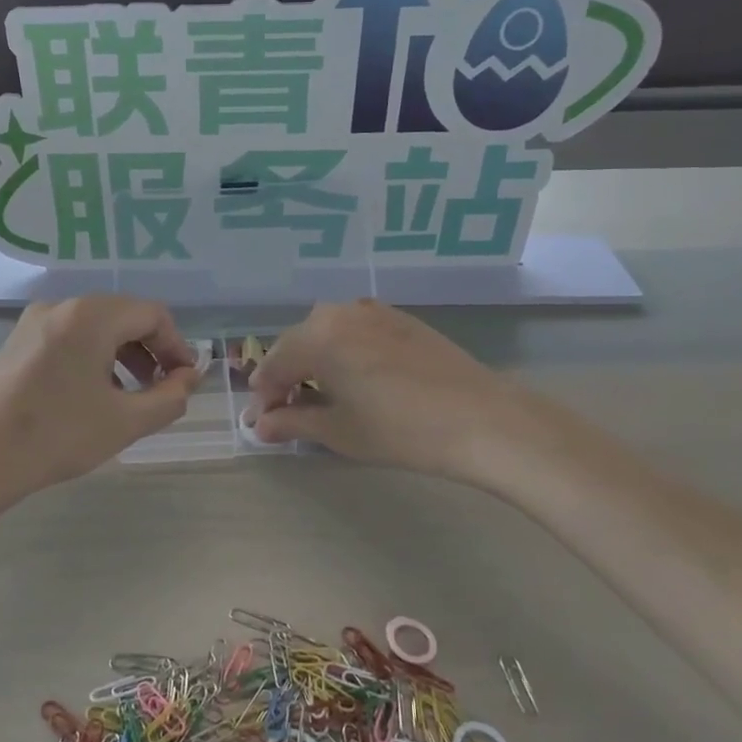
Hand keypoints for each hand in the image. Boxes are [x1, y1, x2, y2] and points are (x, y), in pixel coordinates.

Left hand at [0, 296, 201, 506]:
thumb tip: (189, 378)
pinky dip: (94, 358)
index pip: (152, 315)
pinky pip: (70, 338)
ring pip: (96, 327)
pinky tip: (93, 395)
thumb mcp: (125, 421)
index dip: (177, 346)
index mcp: (91, 315)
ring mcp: (35, 322)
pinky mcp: (18, 342)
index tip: (186, 380)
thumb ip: (169, 397)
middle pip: (123, 316)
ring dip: (123, 355)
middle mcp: (62, 306)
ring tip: (131, 396)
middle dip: (151, 350)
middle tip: (163, 389)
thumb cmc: (57, 435)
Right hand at [247, 300, 567, 493]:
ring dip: (314, 362)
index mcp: (317, 337)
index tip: (261, 423)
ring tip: (319, 395)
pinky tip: (353, 377)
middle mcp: (339, 312)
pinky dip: (343, 352)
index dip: (264, 397)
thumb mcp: (339, 431)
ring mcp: (372, 311)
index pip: (274, 366)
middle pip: (297, 344)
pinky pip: (354, 330)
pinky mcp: (400, 318)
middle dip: (286, 377)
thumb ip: (292, 423)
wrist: (481, 419)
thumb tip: (260, 425)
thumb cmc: (400, 430)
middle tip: (285, 412)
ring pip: (326, 334)